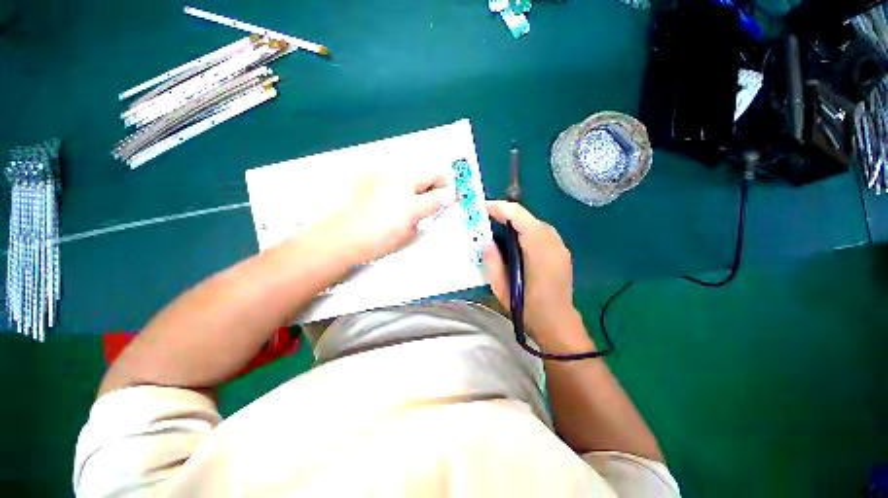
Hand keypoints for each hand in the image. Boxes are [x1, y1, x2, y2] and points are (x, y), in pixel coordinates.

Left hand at [320, 170, 447, 265]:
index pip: (439, 195)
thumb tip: (434, 204)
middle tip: (435, 195)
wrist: (344, 236)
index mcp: (411, 203)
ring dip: (419, 180)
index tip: (451, 198)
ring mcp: (385, 174)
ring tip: (412, 195)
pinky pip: (395, 171)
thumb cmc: (379, 240)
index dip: (448, 196)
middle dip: (437, 183)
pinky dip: (401, 179)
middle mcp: (400, 181)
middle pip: (430, 173)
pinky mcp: (372, 173)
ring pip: (414, 169)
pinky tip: (393, 193)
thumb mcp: (409, 233)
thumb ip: (425, 214)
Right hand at [484, 201, 584, 346]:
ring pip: (535, 223)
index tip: (482, 208)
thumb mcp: (502, 288)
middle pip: (528, 217)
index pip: (519, 216)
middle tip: (485, 219)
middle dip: (506, 214)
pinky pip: (541, 232)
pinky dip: (525, 230)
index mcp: (538, 249)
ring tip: (497, 227)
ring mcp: (560, 247)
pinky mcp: (561, 252)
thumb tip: (487, 240)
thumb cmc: (528, 309)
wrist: (558, 325)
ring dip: (516, 222)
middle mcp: (553, 242)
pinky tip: (514, 241)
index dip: (499, 208)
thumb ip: (493, 261)